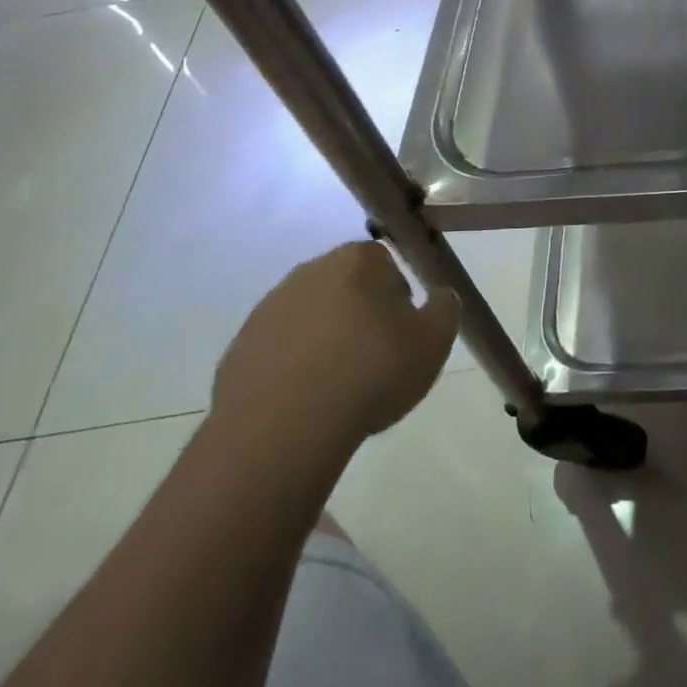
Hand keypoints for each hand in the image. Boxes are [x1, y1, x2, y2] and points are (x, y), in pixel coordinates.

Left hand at [212, 242, 459, 456]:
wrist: (284, 427)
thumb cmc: (370, 372)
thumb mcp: (434, 342)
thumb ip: (445, 309)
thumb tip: (441, 296)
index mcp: (357, 260)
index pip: (385, 263)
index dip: (398, 297)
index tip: (401, 333)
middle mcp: (310, 271)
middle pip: (347, 286)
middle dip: (361, 315)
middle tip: (374, 359)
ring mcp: (270, 307)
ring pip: (312, 317)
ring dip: (326, 340)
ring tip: (339, 386)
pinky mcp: (241, 346)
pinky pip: (280, 348)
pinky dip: (294, 366)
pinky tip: (306, 401)